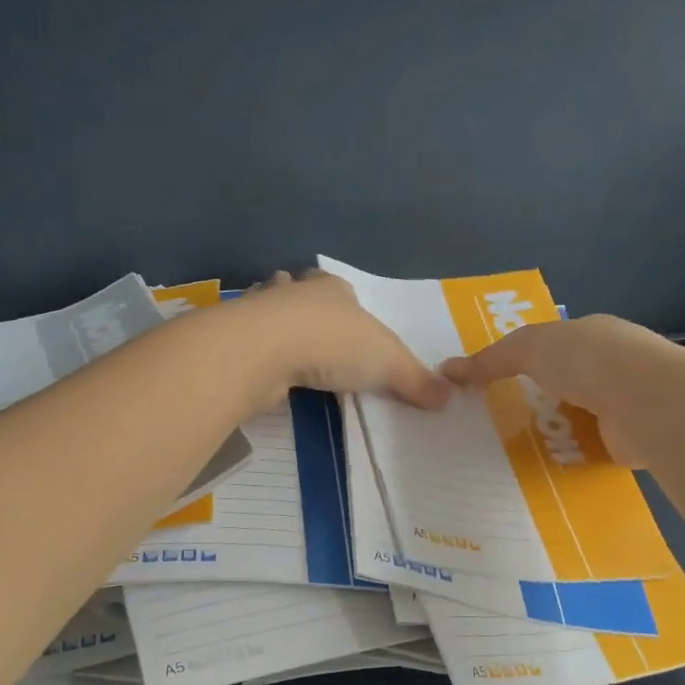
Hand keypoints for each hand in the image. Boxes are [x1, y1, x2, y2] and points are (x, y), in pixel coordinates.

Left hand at [243, 271, 452, 407]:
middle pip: (302, 295)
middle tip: (315, 334)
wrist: (264, 349)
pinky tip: (263, 369)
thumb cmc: (333, 343)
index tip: (349, 323)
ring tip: (286, 349)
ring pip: (271, 314)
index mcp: (333, 288)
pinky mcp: (237, 339)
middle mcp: (295, 292)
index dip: (347, 303)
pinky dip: (257, 352)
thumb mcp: (388, 363)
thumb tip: (448, 396)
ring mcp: (260, 313)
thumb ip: (415, 379)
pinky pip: (251, 343)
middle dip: (307, 308)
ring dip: (277, 327)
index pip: (342, 289)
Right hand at [440, 313, 659, 463]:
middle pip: (563, 385)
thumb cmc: (586, 360)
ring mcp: (623, 405)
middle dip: (534, 401)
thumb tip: (447, 369)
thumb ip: (490, 359)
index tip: (492, 382)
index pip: (554, 346)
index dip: (523, 361)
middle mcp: (612, 367)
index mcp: (593, 336)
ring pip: (575, 419)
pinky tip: (539, 470)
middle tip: (492, 423)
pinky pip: (587, 450)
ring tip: (505, 451)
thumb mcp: (528, 347)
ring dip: (549, 432)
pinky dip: (567, 458)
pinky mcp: (627, 442)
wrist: (645, 401)